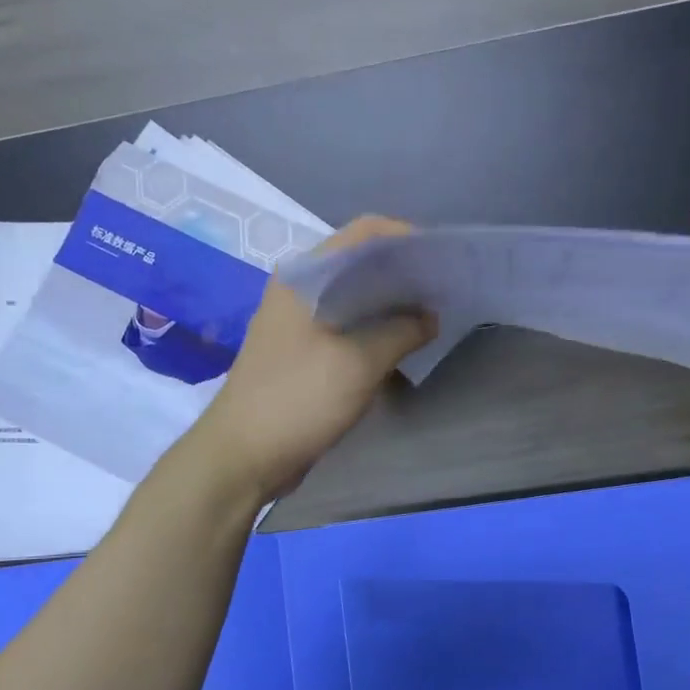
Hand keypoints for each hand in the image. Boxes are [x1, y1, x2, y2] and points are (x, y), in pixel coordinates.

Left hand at [190, 216, 435, 501]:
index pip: (363, 234)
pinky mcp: (304, 353)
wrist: (244, 455)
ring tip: (432, 316)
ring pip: (355, 299)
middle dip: (404, 274)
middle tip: (445, 289)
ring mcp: (299, 323)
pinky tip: (403, 346)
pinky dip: (375, 332)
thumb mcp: (359, 363)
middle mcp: (300, 290)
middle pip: (360, 265)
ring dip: (391, 306)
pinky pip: (347, 329)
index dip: (406, 238)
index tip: (442, 259)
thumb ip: (401, 332)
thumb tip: (431, 317)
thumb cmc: (298, 399)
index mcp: (305, 276)